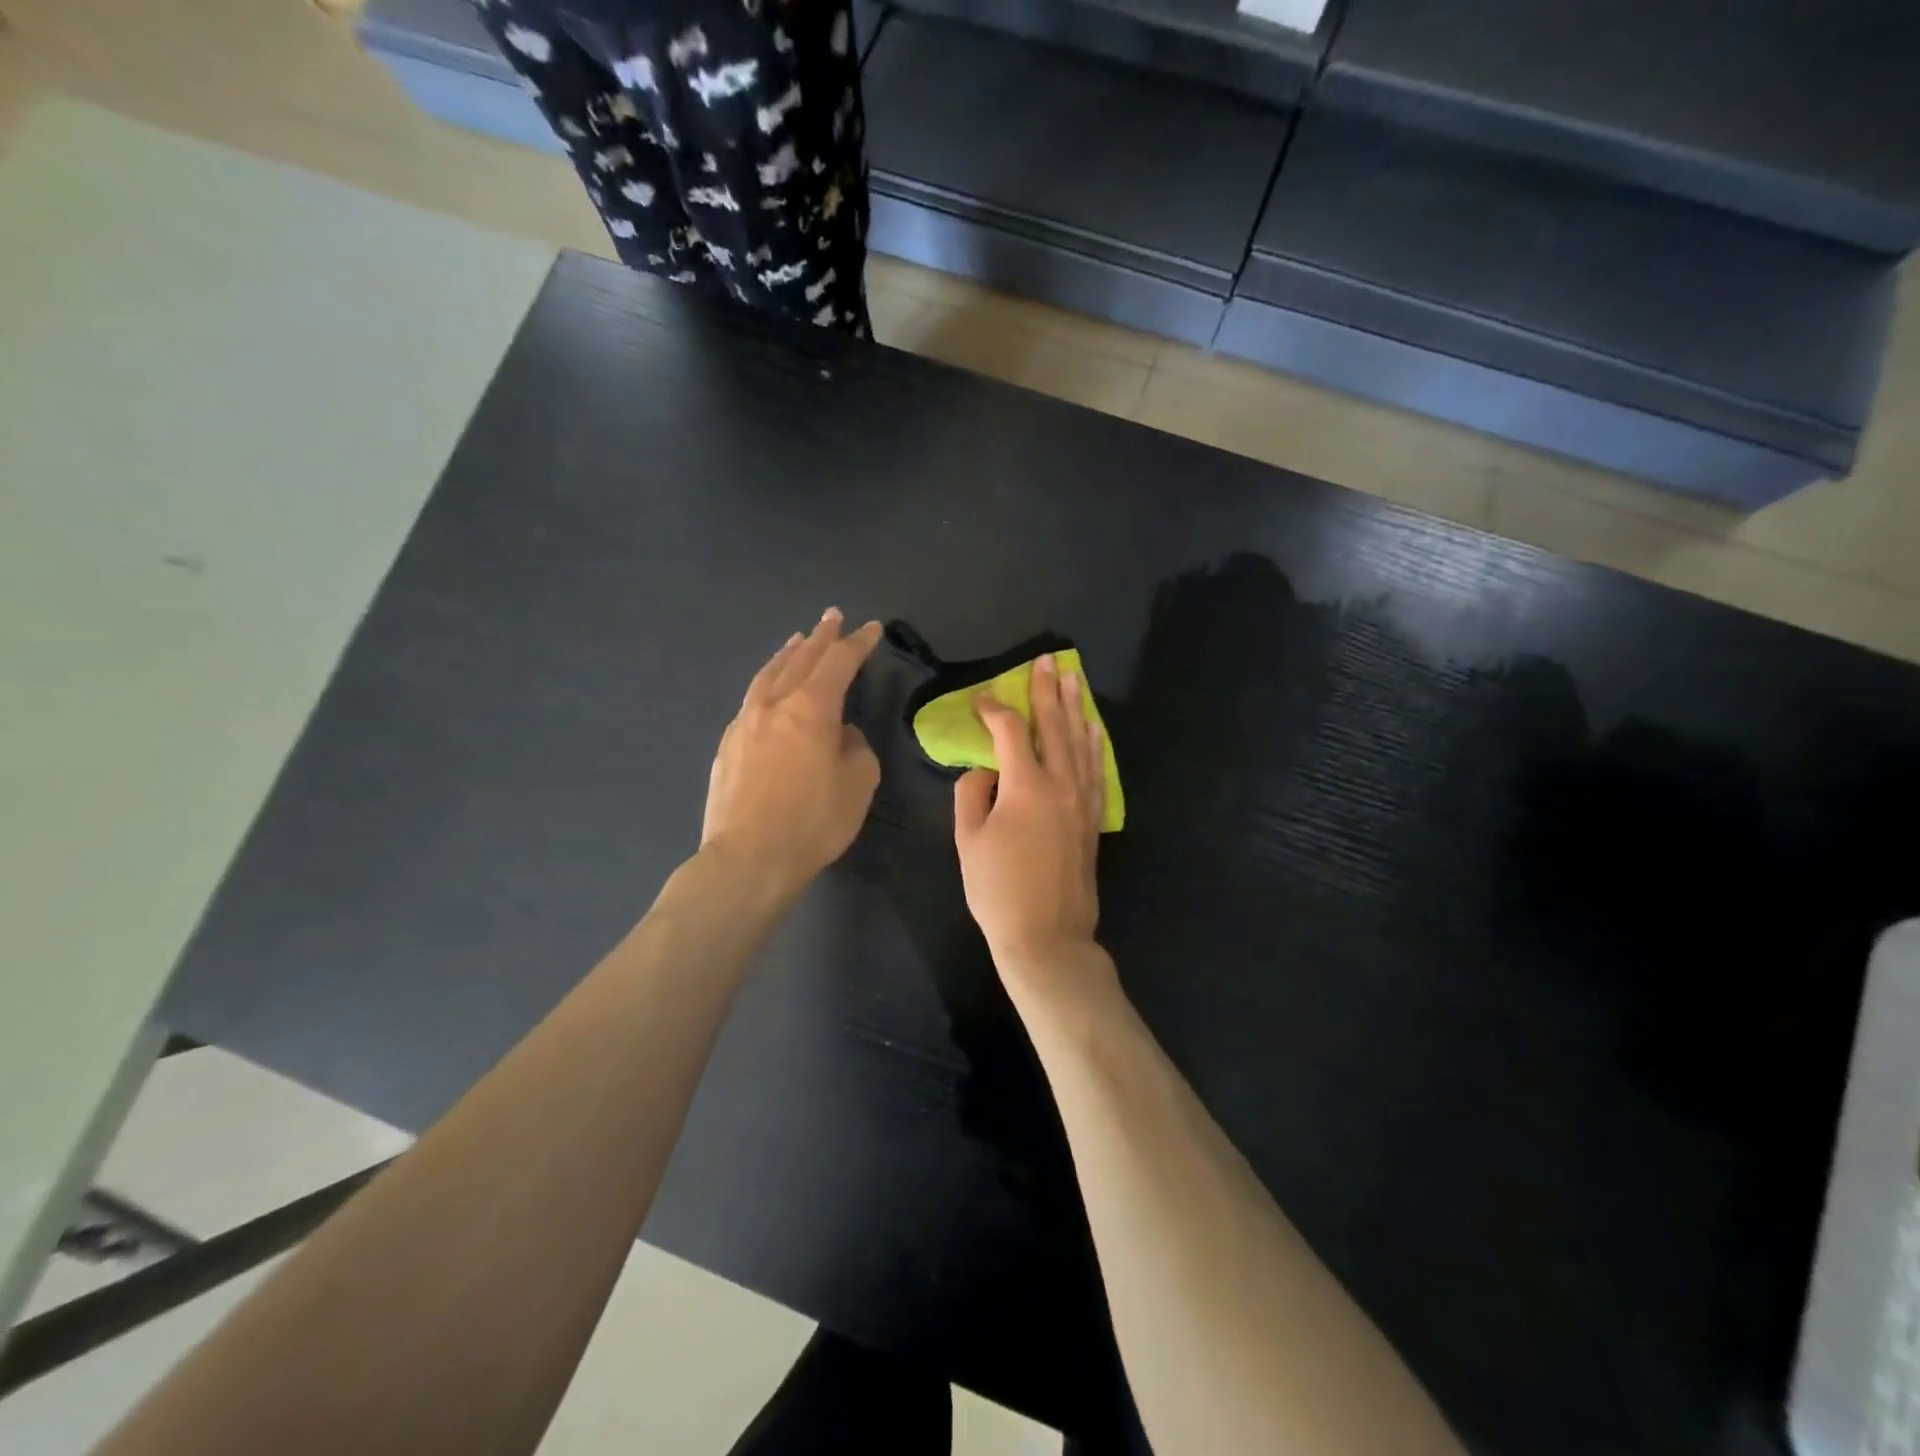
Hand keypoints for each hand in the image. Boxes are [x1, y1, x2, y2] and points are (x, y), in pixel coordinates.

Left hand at [702, 608, 882, 899]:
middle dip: (821, 637)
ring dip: (788, 654)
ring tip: (798, 641)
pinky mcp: (727, 744)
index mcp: (812, 708)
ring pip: (769, 675)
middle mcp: (775, 705)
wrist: (748, 858)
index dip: (858, 644)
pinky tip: (770, 690)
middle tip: (832, 617)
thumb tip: (841, 734)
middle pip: (801, 659)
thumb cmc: (813, 822)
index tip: (871, 628)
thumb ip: (855, 748)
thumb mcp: (858, 784)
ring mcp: (744, 722)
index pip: (839, 663)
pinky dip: (768, 682)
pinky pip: (752, 698)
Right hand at [954, 654, 1114, 1005]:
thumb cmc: (998, 890)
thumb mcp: (968, 841)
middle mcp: (1061, 784)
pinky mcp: (1093, 819)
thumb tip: (984, 770)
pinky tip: (1093, 728)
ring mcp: (1083, 801)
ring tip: (1072, 678)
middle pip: (1055, 726)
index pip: (1011, 732)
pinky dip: (1094, 745)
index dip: (995, 710)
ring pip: (1081, 742)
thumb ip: (971, 794)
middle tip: (1047, 659)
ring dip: (1074, 708)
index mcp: (1026, 786)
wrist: (1047, 936)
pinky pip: (1097, 771)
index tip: (981, 700)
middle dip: (1047, 690)